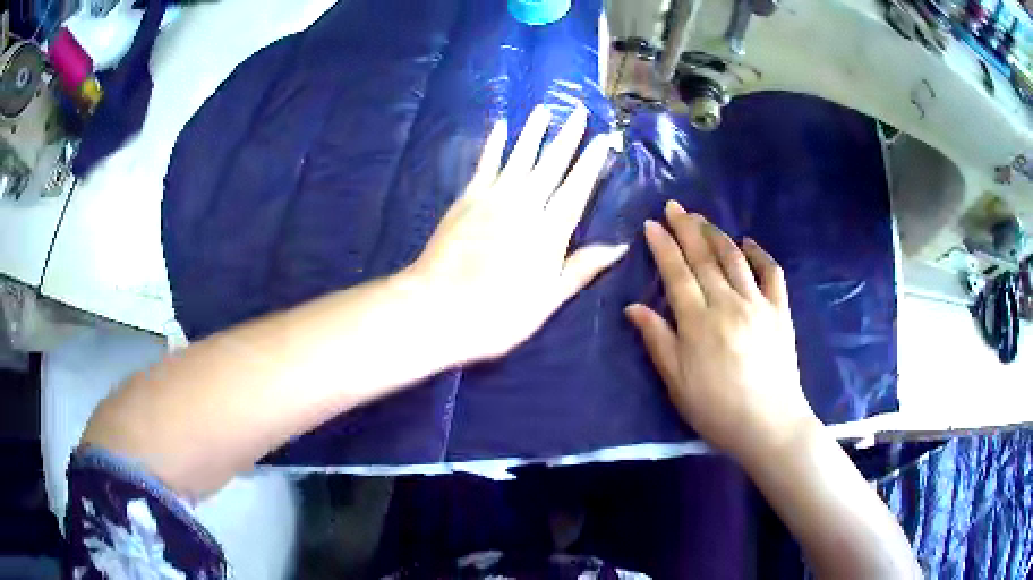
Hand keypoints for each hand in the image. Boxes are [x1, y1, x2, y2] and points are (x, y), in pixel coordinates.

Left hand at [405, 105, 627, 363]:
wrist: (438, 308)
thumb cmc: (498, 314)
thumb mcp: (548, 299)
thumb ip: (582, 268)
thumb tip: (620, 246)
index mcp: (549, 231)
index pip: (577, 188)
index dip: (591, 162)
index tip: (603, 138)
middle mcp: (524, 205)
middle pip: (551, 164)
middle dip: (567, 137)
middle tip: (579, 112)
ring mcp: (493, 198)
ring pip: (520, 156)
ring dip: (533, 131)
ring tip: (545, 108)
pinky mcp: (467, 198)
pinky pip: (485, 163)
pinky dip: (494, 143)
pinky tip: (501, 126)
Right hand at [625, 201, 815, 461]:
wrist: (769, 425)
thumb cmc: (716, 409)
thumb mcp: (677, 383)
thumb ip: (657, 340)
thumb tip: (633, 307)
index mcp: (698, 322)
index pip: (677, 273)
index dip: (663, 246)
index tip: (652, 224)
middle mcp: (727, 304)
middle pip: (704, 258)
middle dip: (687, 228)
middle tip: (675, 206)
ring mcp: (757, 304)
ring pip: (734, 258)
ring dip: (717, 234)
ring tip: (702, 218)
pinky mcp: (780, 311)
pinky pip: (771, 273)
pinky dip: (760, 254)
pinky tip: (748, 242)